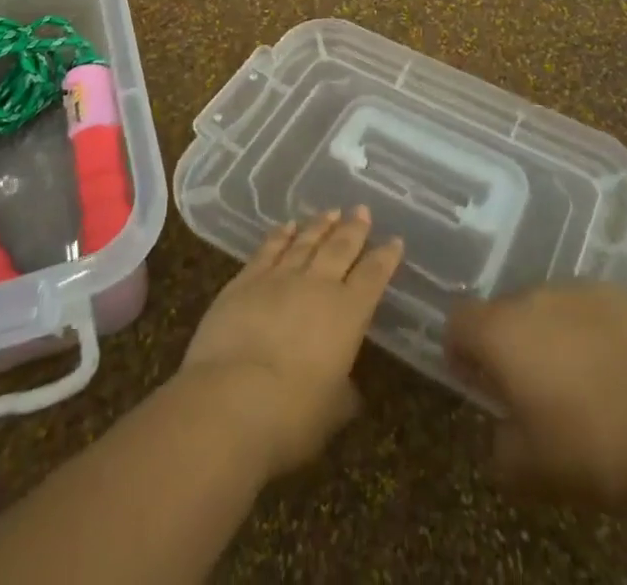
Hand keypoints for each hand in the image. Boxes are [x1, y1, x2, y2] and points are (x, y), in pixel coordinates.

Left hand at [173, 208, 402, 480]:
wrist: (232, 399)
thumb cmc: (292, 416)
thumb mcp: (331, 412)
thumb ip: (343, 393)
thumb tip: (347, 388)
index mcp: (347, 314)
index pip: (373, 277)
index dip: (386, 258)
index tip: (395, 240)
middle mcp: (317, 285)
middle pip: (340, 248)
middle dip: (354, 228)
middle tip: (362, 210)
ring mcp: (279, 278)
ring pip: (306, 241)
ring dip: (320, 225)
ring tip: (331, 211)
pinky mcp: (245, 280)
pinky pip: (269, 249)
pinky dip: (280, 235)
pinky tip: (287, 226)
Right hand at [445, 284, 626, 507]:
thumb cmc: (592, 442)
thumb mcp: (535, 470)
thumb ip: (501, 450)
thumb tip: (500, 434)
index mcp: (498, 333)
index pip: (457, 321)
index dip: (460, 350)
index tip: (477, 382)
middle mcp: (526, 298)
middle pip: (500, 313)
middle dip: (507, 346)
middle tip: (529, 391)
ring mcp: (569, 290)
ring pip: (541, 309)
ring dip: (545, 336)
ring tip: (573, 381)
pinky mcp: (608, 293)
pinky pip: (580, 309)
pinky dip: (583, 330)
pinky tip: (608, 367)